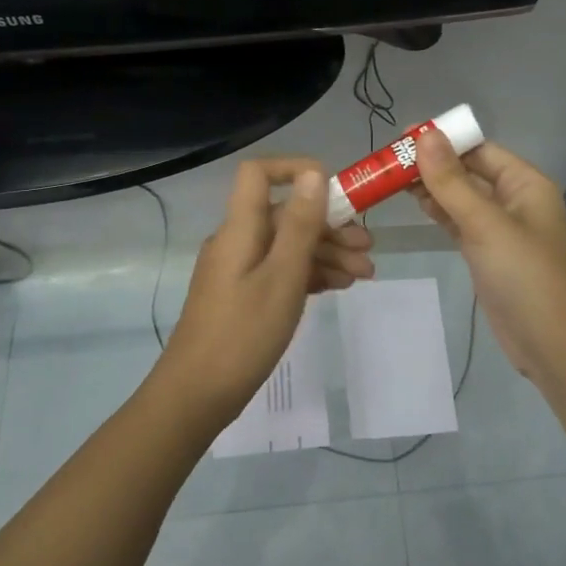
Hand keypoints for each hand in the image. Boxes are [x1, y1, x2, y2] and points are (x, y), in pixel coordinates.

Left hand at [158, 157, 374, 419]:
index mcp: (240, 228)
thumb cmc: (244, 334)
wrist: (197, 395)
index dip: (296, 170)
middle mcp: (237, 241)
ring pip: (287, 246)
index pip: (259, 173)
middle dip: (329, 226)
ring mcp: (238, 270)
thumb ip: (300, 224)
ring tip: (364, 276)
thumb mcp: (282, 277)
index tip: (336, 191)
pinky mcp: (242, 295)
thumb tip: (313, 174)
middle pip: (285, 215)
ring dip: (326, 254)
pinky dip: (309, 274)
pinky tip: (337, 287)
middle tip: (368, 250)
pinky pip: (280, 270)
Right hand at [412, 130, 565, 384]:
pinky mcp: (488, 255)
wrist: (553, 344)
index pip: (479, 149)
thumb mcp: (486, 224)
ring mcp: (501, 229)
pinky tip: (416, 205)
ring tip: (392, 178)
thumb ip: (452, 181)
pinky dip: (439, 212)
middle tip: (388, 160)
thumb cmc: (526, 276)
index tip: (402, 136)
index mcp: (525, 184)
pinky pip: (460, 222)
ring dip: (432, 187)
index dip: (444, 140)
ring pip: (462, 198)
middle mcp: (515, 200)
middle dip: (433, 163)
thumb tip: (426, 135)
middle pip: (469, 171)